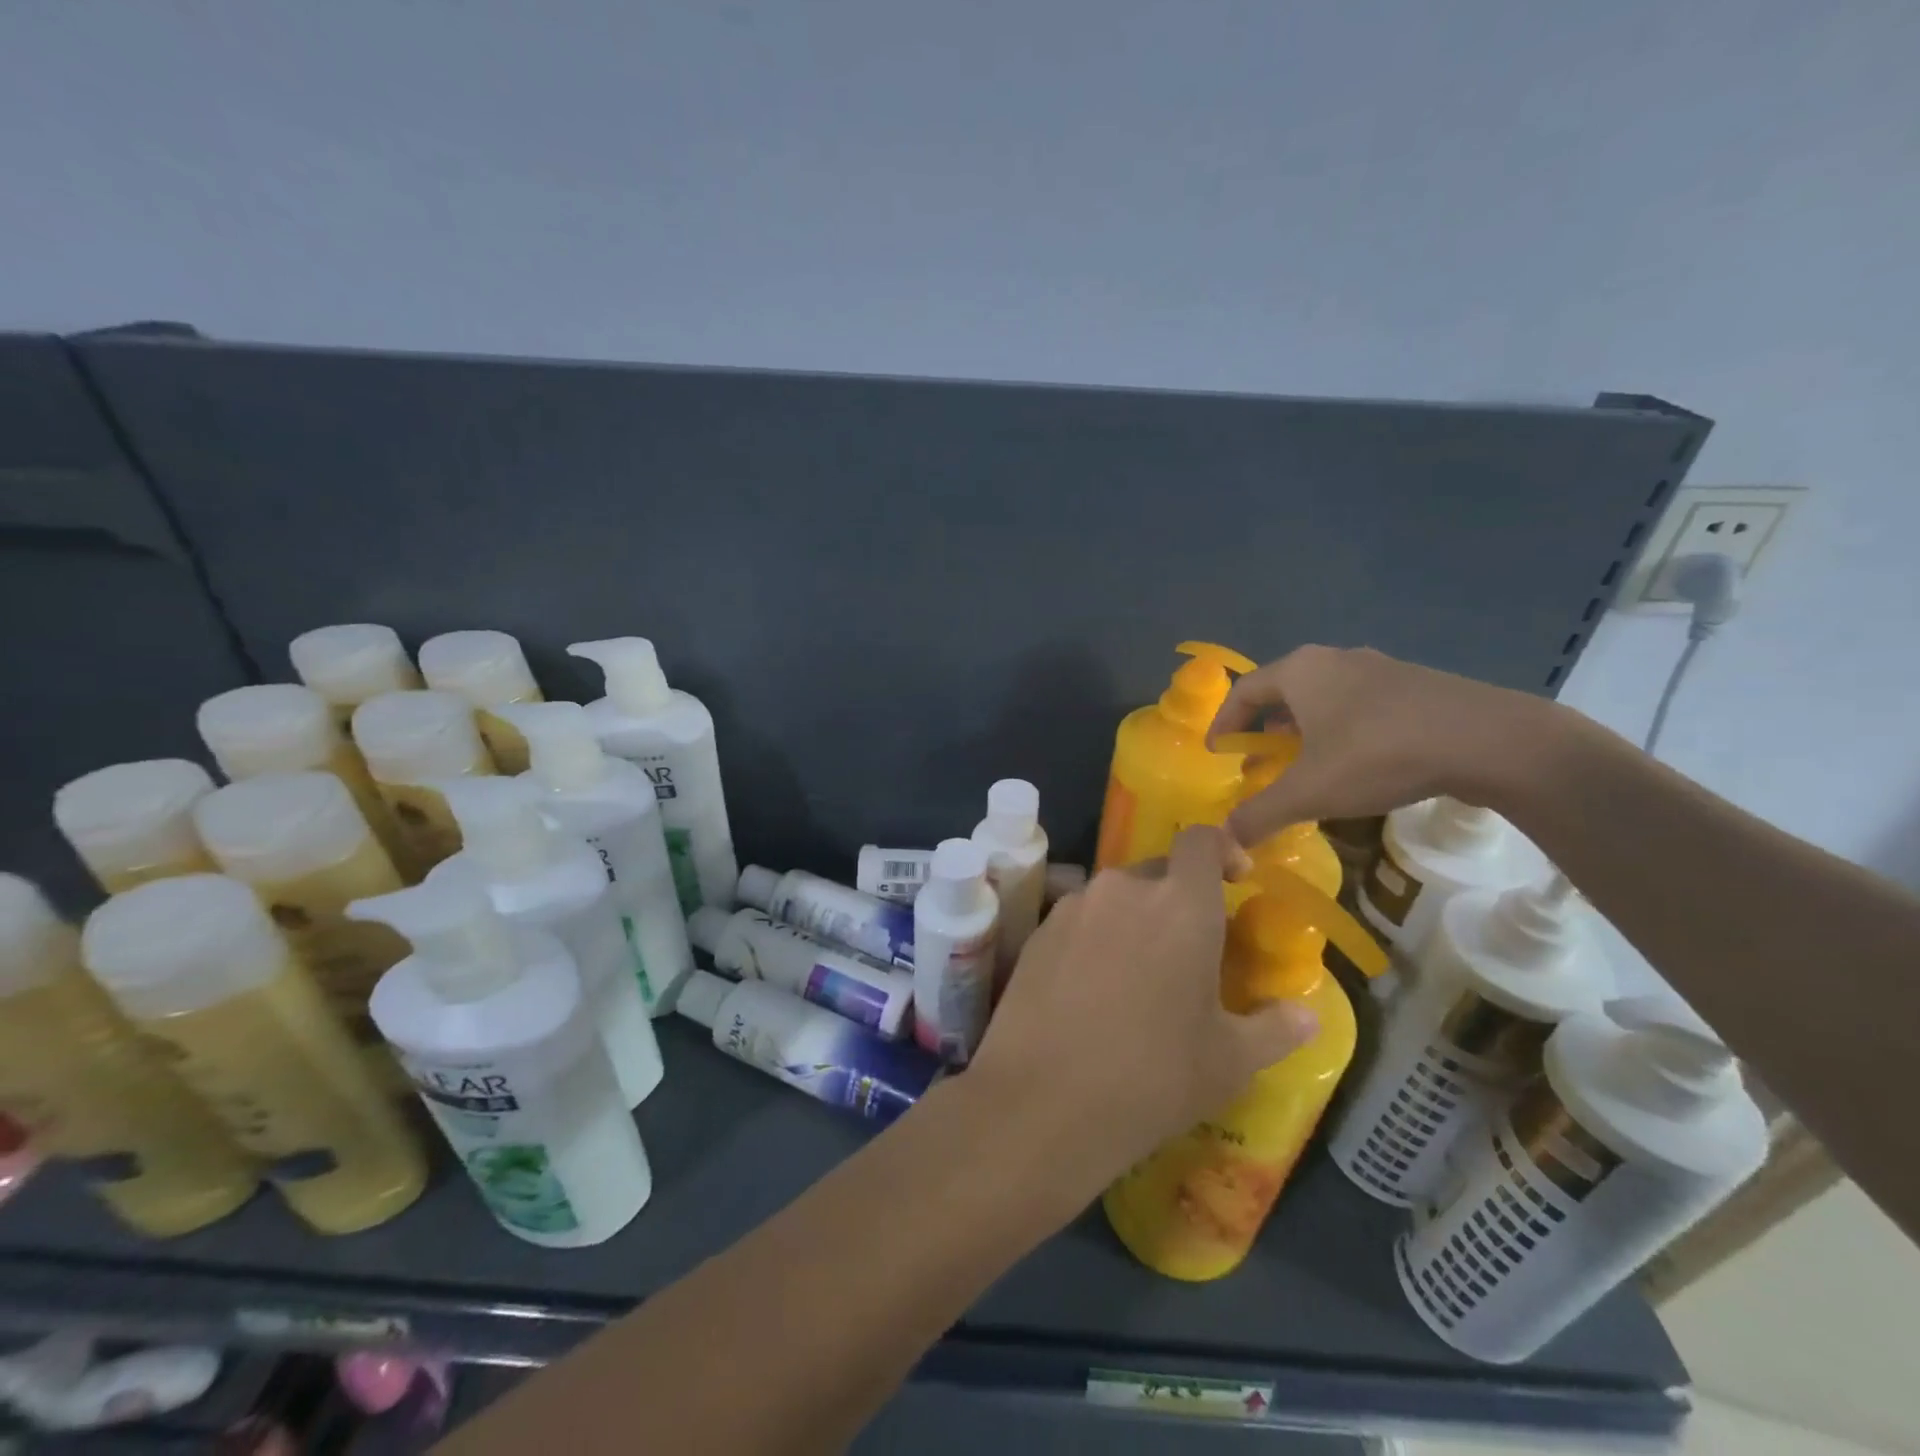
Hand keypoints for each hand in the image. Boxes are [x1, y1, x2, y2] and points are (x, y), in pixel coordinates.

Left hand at [969, 827, 1319, 1184]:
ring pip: (1115, 897)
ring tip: (1138, 977)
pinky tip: (1091, 990)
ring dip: (1133, 920)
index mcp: (1181, 905)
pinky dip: (1094, 938)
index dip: (1221, 849)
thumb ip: (1276, 1029)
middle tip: (1188, 951)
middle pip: (1158, 871)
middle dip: (1178, 898)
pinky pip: (1078, 919)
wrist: (1042, 1100)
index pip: (1201, 840)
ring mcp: (1073, 906)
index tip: (1234, 879)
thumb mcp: (1229, 1062)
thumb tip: (1307, 1016)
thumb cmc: (1152, 1077)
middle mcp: (1124, 889)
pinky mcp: (1037, 931)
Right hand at [1208, 645, 1557, 847]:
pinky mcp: (1416, 685)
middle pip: (1282, 691)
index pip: (1243, 691)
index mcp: (1300, 671)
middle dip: (1263, 728)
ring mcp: (1380, 668)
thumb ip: (1259, 813)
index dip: (1223, 723)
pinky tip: (1354, 762)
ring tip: (1302, 765)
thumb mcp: (1309, 791)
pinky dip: (1339, 730)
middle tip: (1257, 761)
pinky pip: (1358, 704)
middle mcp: (1334, 659)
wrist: (1490, 740)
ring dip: (1302, 730)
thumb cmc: (1379, 755)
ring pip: (1322, 697)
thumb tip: (1222, 840)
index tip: (1217, 753)